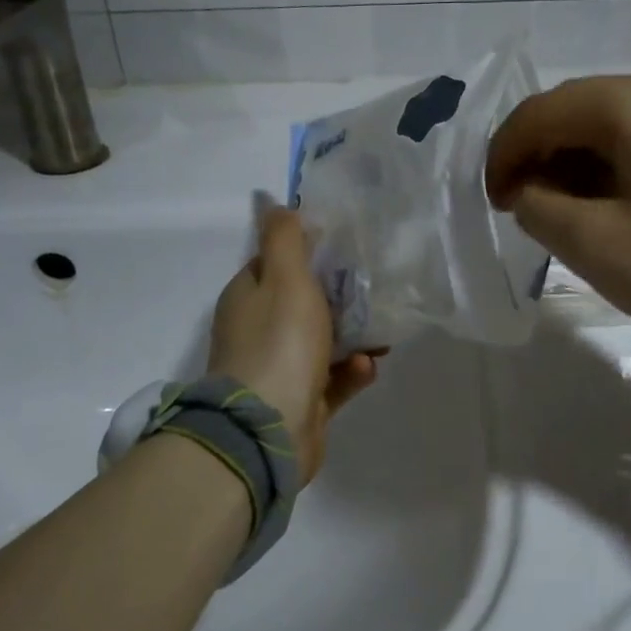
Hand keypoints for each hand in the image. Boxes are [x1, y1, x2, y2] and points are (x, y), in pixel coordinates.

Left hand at [207, 207, 380, 482]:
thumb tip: (271, 201)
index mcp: (248, 297)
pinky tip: (368, 367)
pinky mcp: (301, 402)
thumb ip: (284, 239)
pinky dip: (351, 372)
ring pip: (322, 343)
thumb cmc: (279, 344)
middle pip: (303, 303)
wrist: (268, 429)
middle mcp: (259, 330)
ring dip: (353, 336)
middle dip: (340, 297)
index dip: (308, 252)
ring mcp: (279, 369)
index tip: (344, 247)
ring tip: (382, 333)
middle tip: (374, 289)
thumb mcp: (284, 278)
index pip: (275, 263)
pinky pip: (332, 380)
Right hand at [485, 74, 630, 429]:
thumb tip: (530, 192)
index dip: (504, 155)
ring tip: (567, 225)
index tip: (491, 205)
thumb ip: (540, 208)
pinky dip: (618, 177)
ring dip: (579, 172)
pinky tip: (616, 220)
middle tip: (525, 217)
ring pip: (618, 133)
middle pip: (582, 114)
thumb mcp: (598, 247)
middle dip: (542, 161)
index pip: (544, 111)